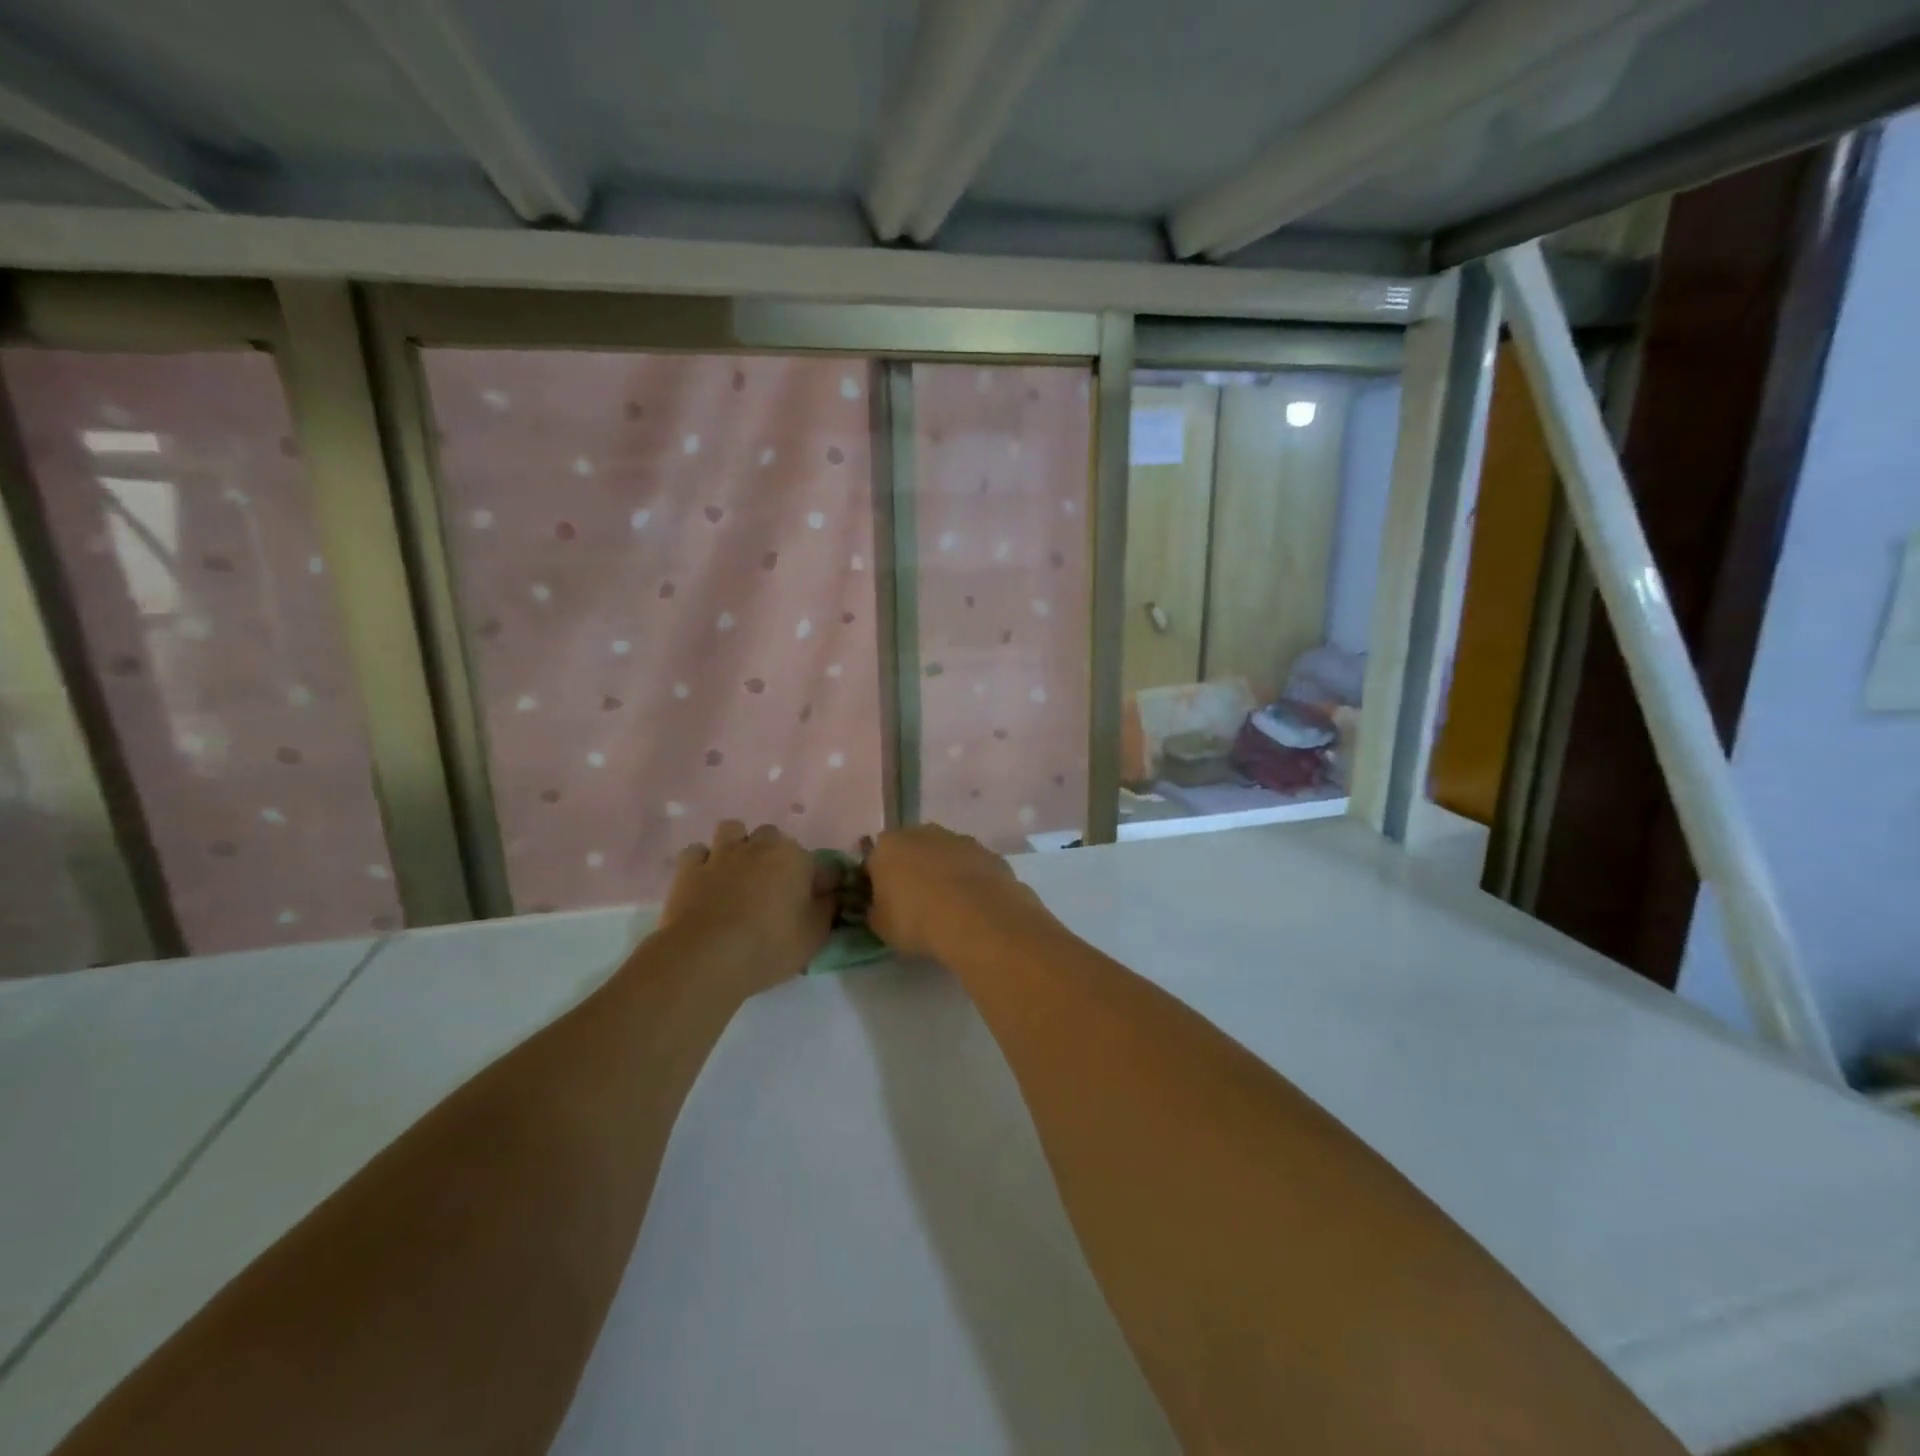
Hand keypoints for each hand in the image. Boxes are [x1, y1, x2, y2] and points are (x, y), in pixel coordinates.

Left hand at [659, 821, 834, 991]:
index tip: (815, 904)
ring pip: (732, 830)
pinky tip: (706, 880)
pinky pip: (697, 852)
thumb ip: (828, 908)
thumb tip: (832, 894)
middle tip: (773, 887)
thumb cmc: (770, 946)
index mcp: (795, 858)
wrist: (706, 958)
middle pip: (772, 837)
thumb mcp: (815, 935)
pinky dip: (703, 862)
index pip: (817, 864)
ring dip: (737, 845)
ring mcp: (721, 854)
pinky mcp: (689, 868)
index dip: (817, 883)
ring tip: (738, 873)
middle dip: (774, 855)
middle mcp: (759, 846)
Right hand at [864, 824, 1043, 960]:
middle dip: (912, 872)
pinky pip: (971, 867)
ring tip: (948, 909)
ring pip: (944, 856)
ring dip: (943, 874)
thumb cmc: (917, 921)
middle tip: (916, 905)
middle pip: (911, 851)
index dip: (877, 884)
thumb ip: (876, 911)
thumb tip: (879, 907)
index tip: (884, 906)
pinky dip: (970, 882)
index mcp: (888, 845)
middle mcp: (922, 832)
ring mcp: (959, 839)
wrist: (977, 919)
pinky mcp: (988, 853)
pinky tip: (973, 907)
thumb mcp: (881, 927)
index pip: (874, 861)